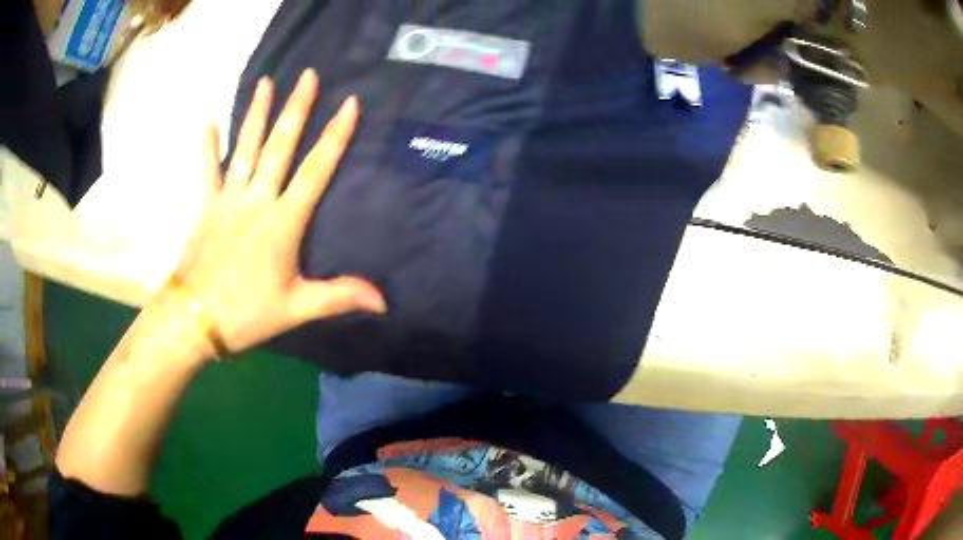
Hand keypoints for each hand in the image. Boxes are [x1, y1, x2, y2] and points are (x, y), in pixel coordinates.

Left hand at [170, 69, 385, 356]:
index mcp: (282, 222)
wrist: (194, 320)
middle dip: (296, 109)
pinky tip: (209, 123)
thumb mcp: (296, 309)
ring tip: (265, 82)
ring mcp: (228, 200)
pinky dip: (208, 148)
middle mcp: (256, 201)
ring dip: (256, 114)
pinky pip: (207, 172)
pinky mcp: (206, 207)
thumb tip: (384, 301)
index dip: (335, 136)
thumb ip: (339, 296)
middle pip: (279, 147)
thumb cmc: (246, 313)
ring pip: (245, 149)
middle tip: (307, 75)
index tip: (349, 104)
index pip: (315, 171)